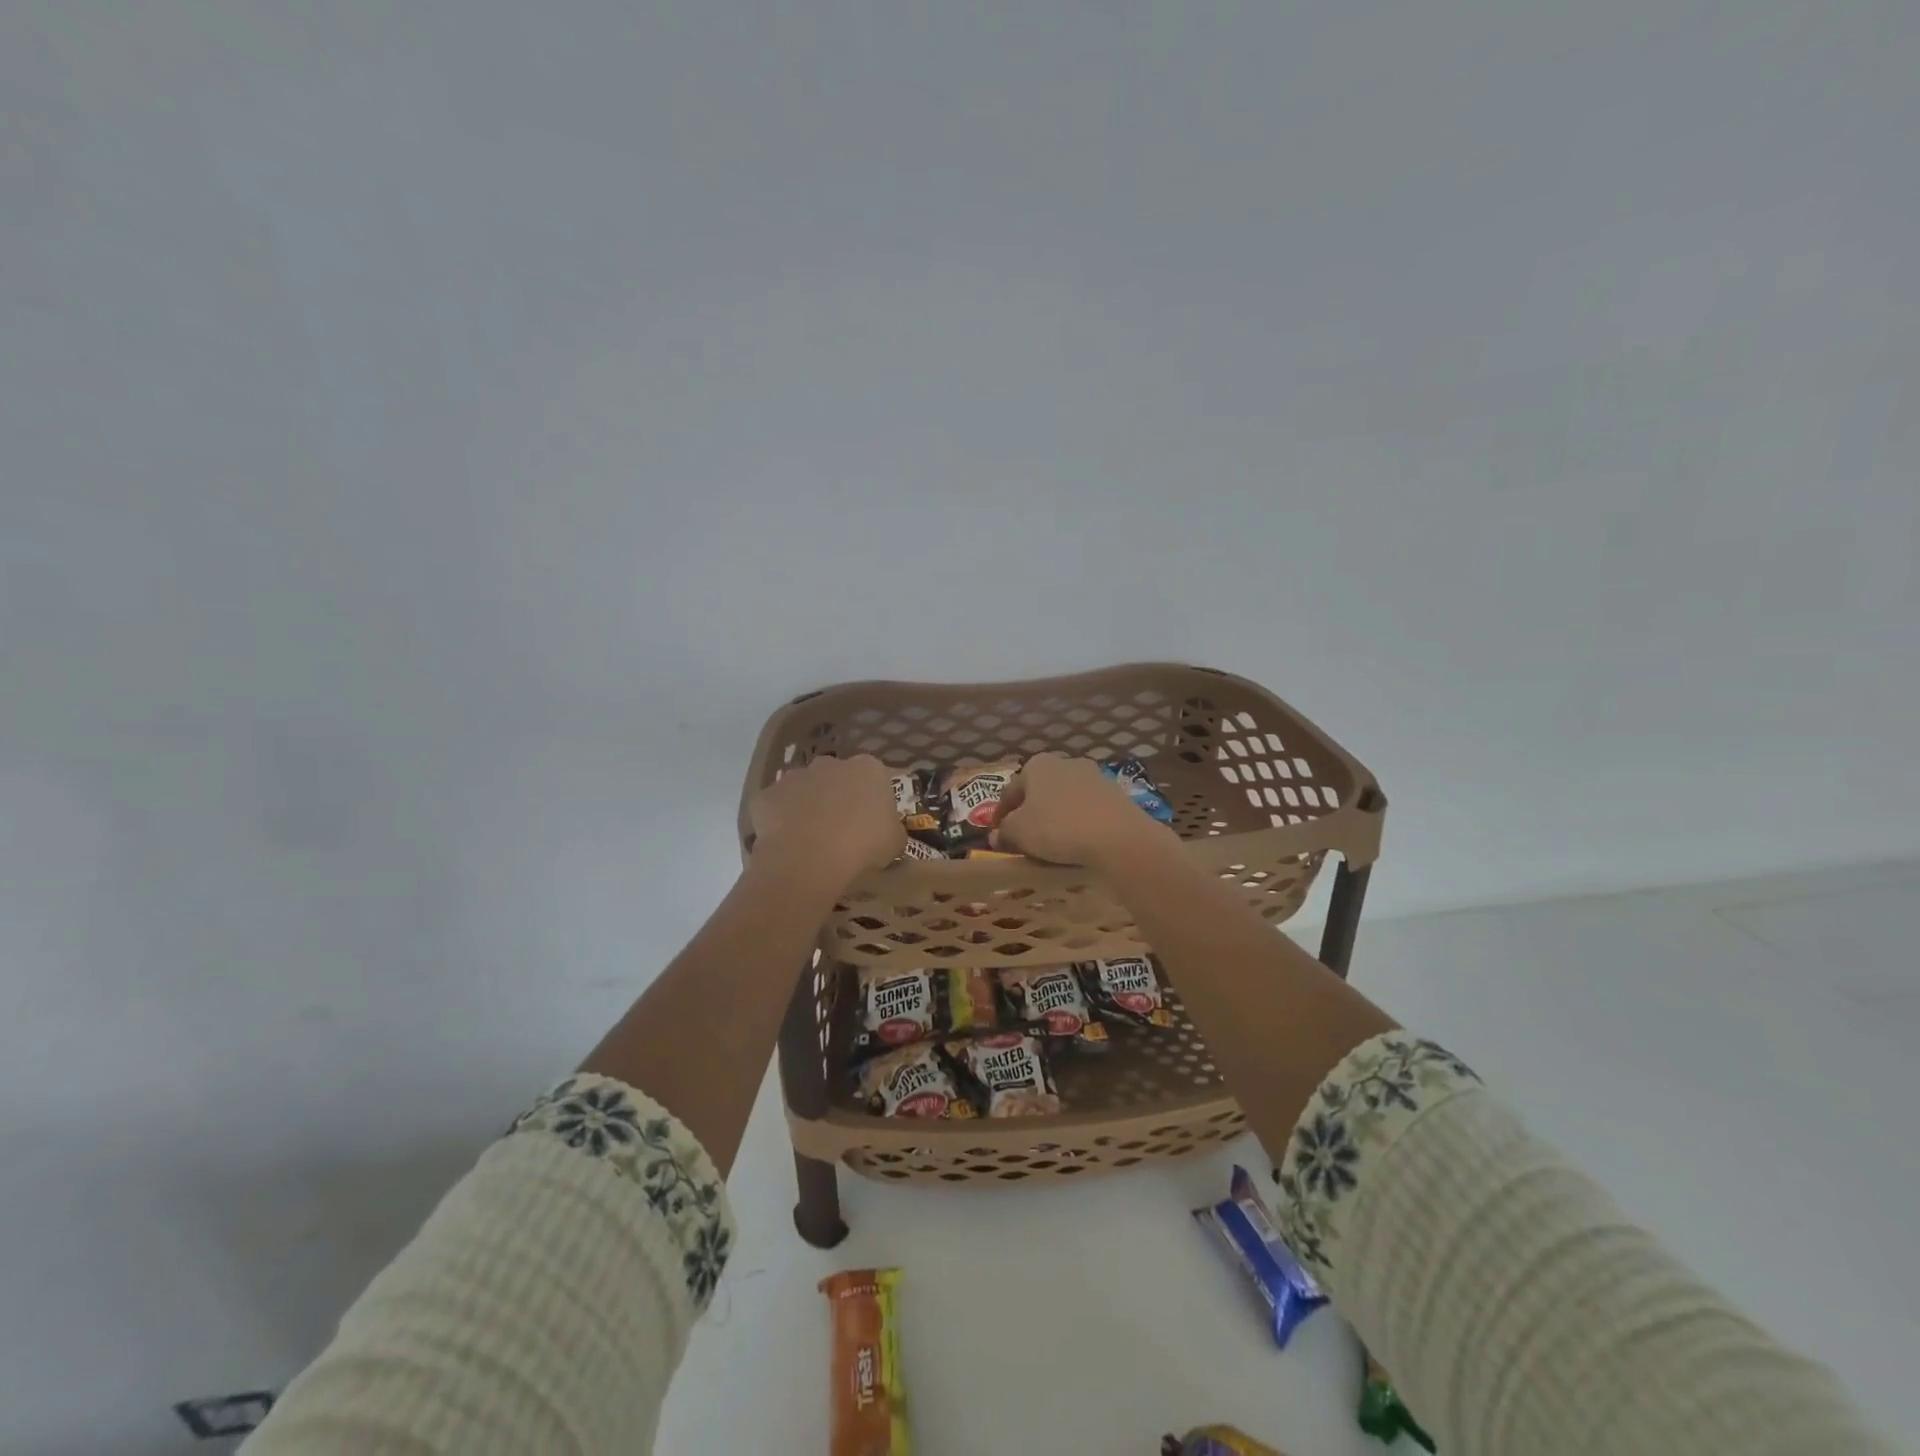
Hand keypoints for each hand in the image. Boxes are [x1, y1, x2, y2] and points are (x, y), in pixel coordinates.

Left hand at [749, 754, 904, 885]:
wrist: (808, 858)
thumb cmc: (862, 846)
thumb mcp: (894, 843)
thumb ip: (892, 831)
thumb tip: (888, 834)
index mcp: (868, 768)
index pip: (875, 778)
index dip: (873, 801)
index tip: (872, 824)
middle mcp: (830, 763)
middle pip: (837, 778)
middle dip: (838, 798)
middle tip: (842, 831)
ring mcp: (794, 776)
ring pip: (804, 790)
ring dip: (808, 808)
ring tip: (812, 841)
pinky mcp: (767, 795)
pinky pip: (776, 808)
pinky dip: (781, 822)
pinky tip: (787, 845)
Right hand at [991, 754, 1172, 866]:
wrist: (1118, 837)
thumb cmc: (1058, 828)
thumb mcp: (1020, 832)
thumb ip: (1004, 832)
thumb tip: (996, 836)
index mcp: (1036, 765)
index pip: (1010, 791)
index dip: (999, 815)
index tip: (997, 835)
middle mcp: (1065, 762)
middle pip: (1038, 791)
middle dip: (1029, 812)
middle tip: (1023, 837)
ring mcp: (1093, 776)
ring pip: (1064, 798)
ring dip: (1055, 816)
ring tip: (1051, 842)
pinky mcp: (1115, 793)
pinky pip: (1086, 808)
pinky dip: (1077, 821)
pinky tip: (1077, 840)